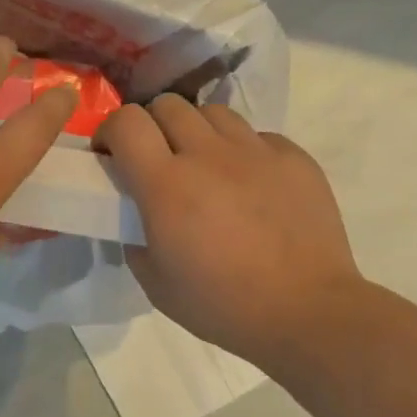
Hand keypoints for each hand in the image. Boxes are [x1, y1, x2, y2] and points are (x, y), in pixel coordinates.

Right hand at [98, 97, 363, 371]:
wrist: (307, 312)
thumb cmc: (223, 305)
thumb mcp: (156, 284)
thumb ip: (135, 239)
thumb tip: (138, 216)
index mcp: (167, 185)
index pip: (126, 123)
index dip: (110, 131)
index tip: (110, 154)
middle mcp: (209, 155)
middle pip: (168, 105)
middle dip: (151, 125)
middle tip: (157, 158)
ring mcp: (256, 151)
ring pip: (213, 112)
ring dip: (197, 131)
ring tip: (204, 164)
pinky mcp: (293, 157)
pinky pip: (256, 135)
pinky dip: (242, 150)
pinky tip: (249, 182)